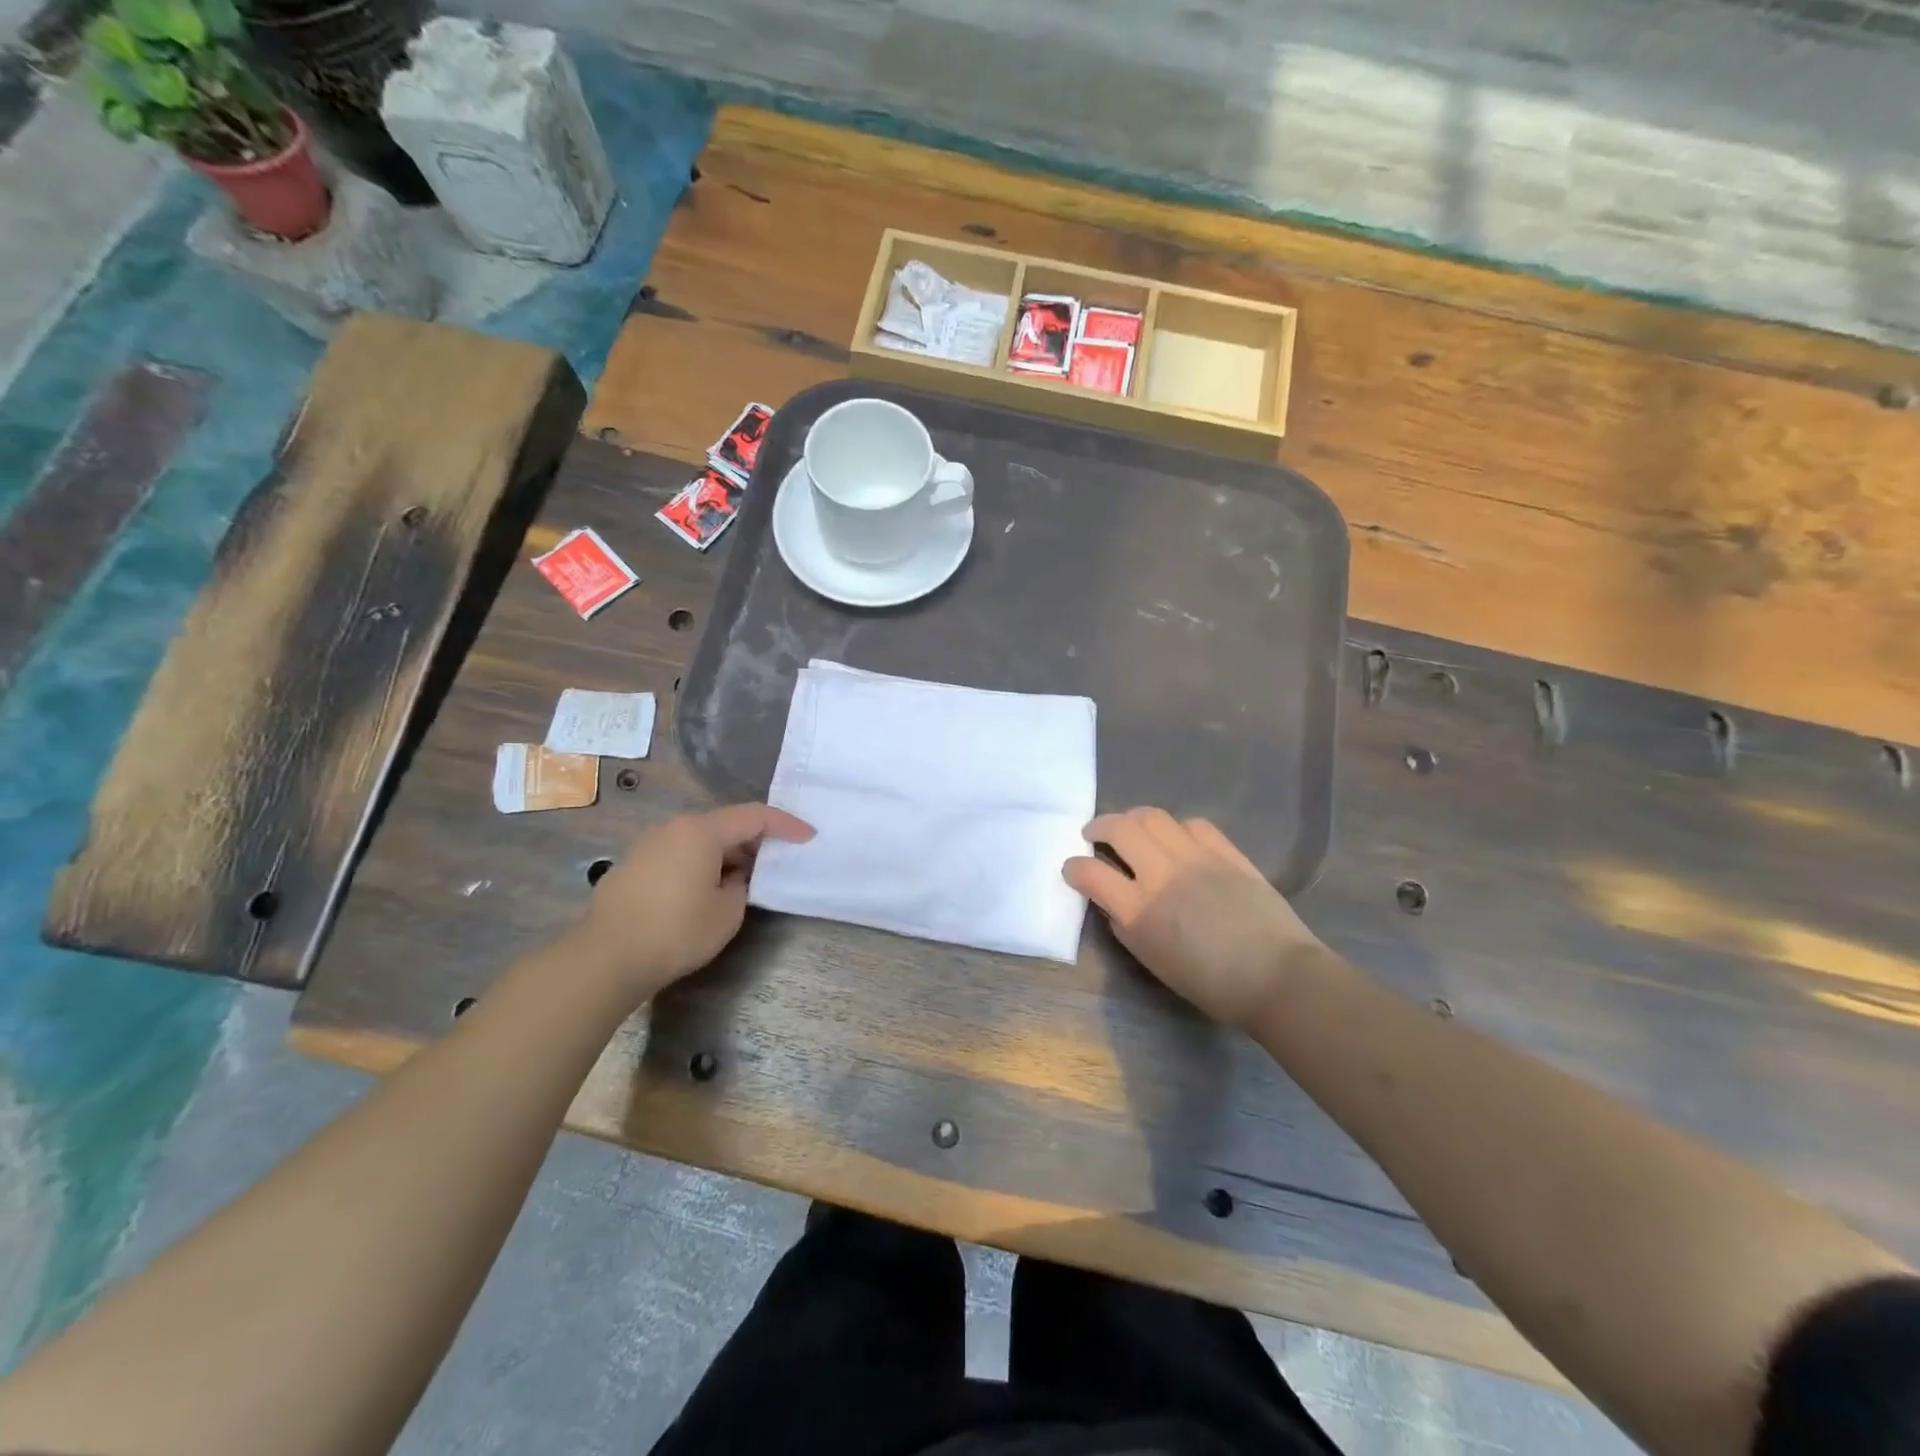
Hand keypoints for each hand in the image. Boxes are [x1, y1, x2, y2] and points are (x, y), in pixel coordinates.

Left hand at [571, 804, 813, 998]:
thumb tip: (733, 878)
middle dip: (755, 840)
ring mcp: (649, 845)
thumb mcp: (727, 912)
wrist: (604, 958)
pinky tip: (706, 890)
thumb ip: (742, 886)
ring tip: (745, 879)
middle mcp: (674, 828)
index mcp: (701, 830)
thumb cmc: (675, 931)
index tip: (808, 837)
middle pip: (725, 824)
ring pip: (700, 840)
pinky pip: (679, 854)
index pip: (754, 816)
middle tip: (778, 859)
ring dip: (727, 854)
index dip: (786, 825)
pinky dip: (701, 864)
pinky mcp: (633, 866)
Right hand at [1063, 808, 1325, 1029]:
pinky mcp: (1226, 851)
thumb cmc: (1211, 983)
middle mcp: (1163, 874)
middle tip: (1094, 834)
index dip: (1074, 868)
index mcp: (1140, 910)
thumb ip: (1126, 927)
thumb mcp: (1153, 962)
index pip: (1090, 873)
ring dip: (1133, 818)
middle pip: (1119, 828)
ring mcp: (1196, 857)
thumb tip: (1114, 903)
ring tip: (1131, 829)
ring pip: (1153, 816)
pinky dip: (1175, 828)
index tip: (1072, 869)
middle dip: (1098, 826)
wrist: (1277, 977)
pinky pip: (1193, 824)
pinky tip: (1175, 838)